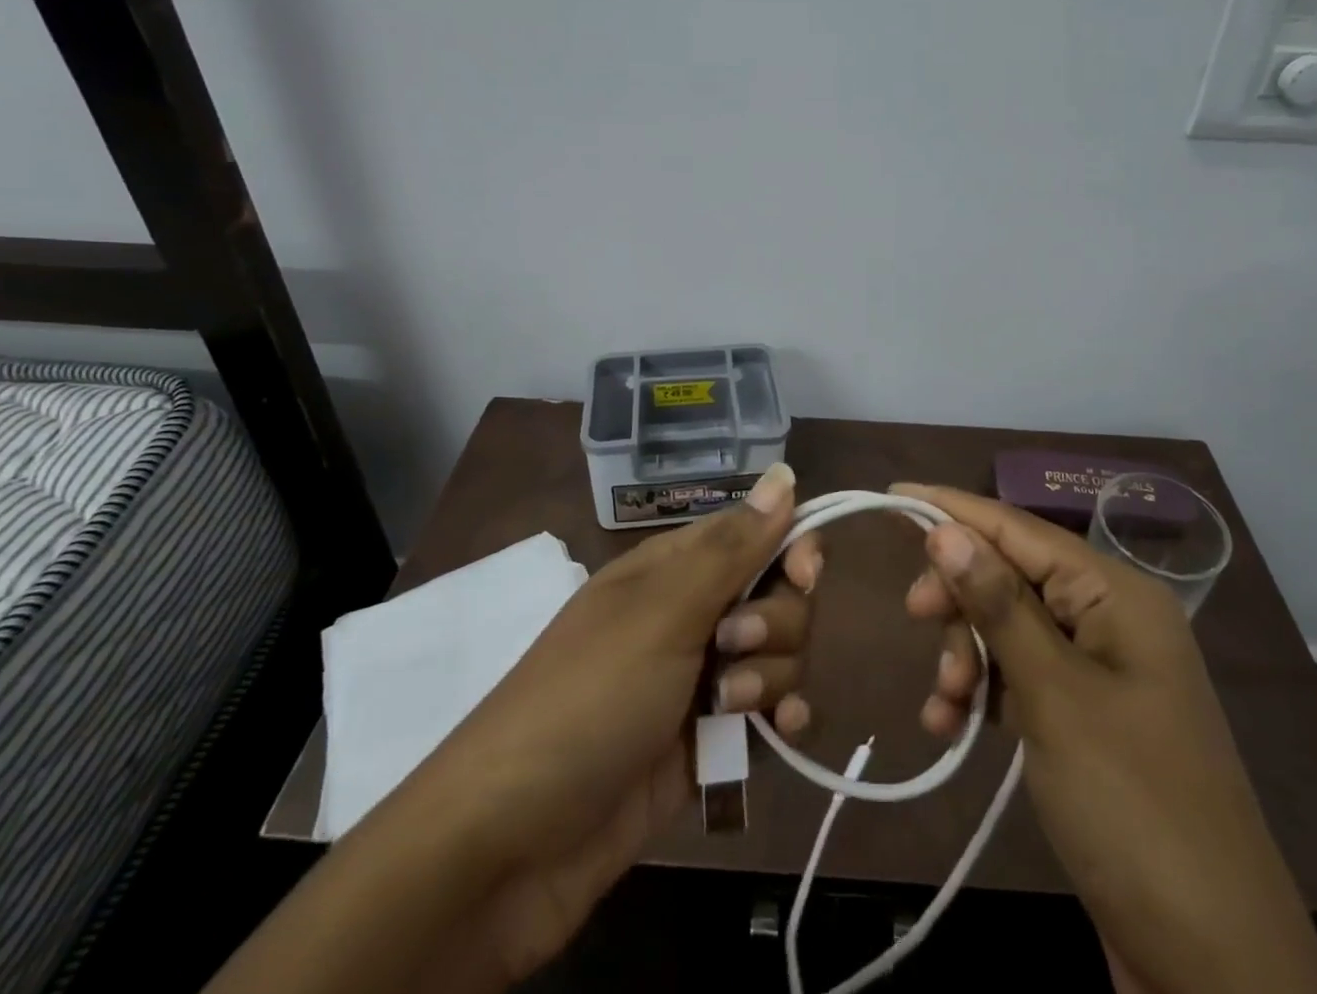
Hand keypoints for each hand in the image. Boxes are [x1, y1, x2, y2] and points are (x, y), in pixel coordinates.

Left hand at [405, 462, 817, 990]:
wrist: (511, 845)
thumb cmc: (588, 699)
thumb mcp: (662, 612)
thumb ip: (733, 547)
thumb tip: (785, 471)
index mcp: (675, 568)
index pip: (758, 532)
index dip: (792, 546)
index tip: (804, 576)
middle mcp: (693, 613)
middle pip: (779, 594)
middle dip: (777, 621)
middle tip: (733, 647)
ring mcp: (701, 679)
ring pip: (780, 653)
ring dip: (773, 675)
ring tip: (729, 709)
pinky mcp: (710, 740)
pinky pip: (771, 712)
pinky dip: (783, 718)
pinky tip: (781, 734)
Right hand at [895, 484, 1316, 993]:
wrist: (1213, 963)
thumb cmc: (1132, 805)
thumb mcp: (1054, 696)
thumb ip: (998, 604)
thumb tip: (946, 528)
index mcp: (1116, 595)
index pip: (1019, 528)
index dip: (953, 510)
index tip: (892, 495)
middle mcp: (1110, 618)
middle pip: (1011, 576)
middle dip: (960, 598)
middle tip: (914, 617)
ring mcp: (1100, 670)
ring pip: (1009, 629)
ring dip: (966, 654)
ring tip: (944, 701)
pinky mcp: (1087, 717)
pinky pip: (1020, 677)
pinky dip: (983, 692)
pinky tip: (949, 724)